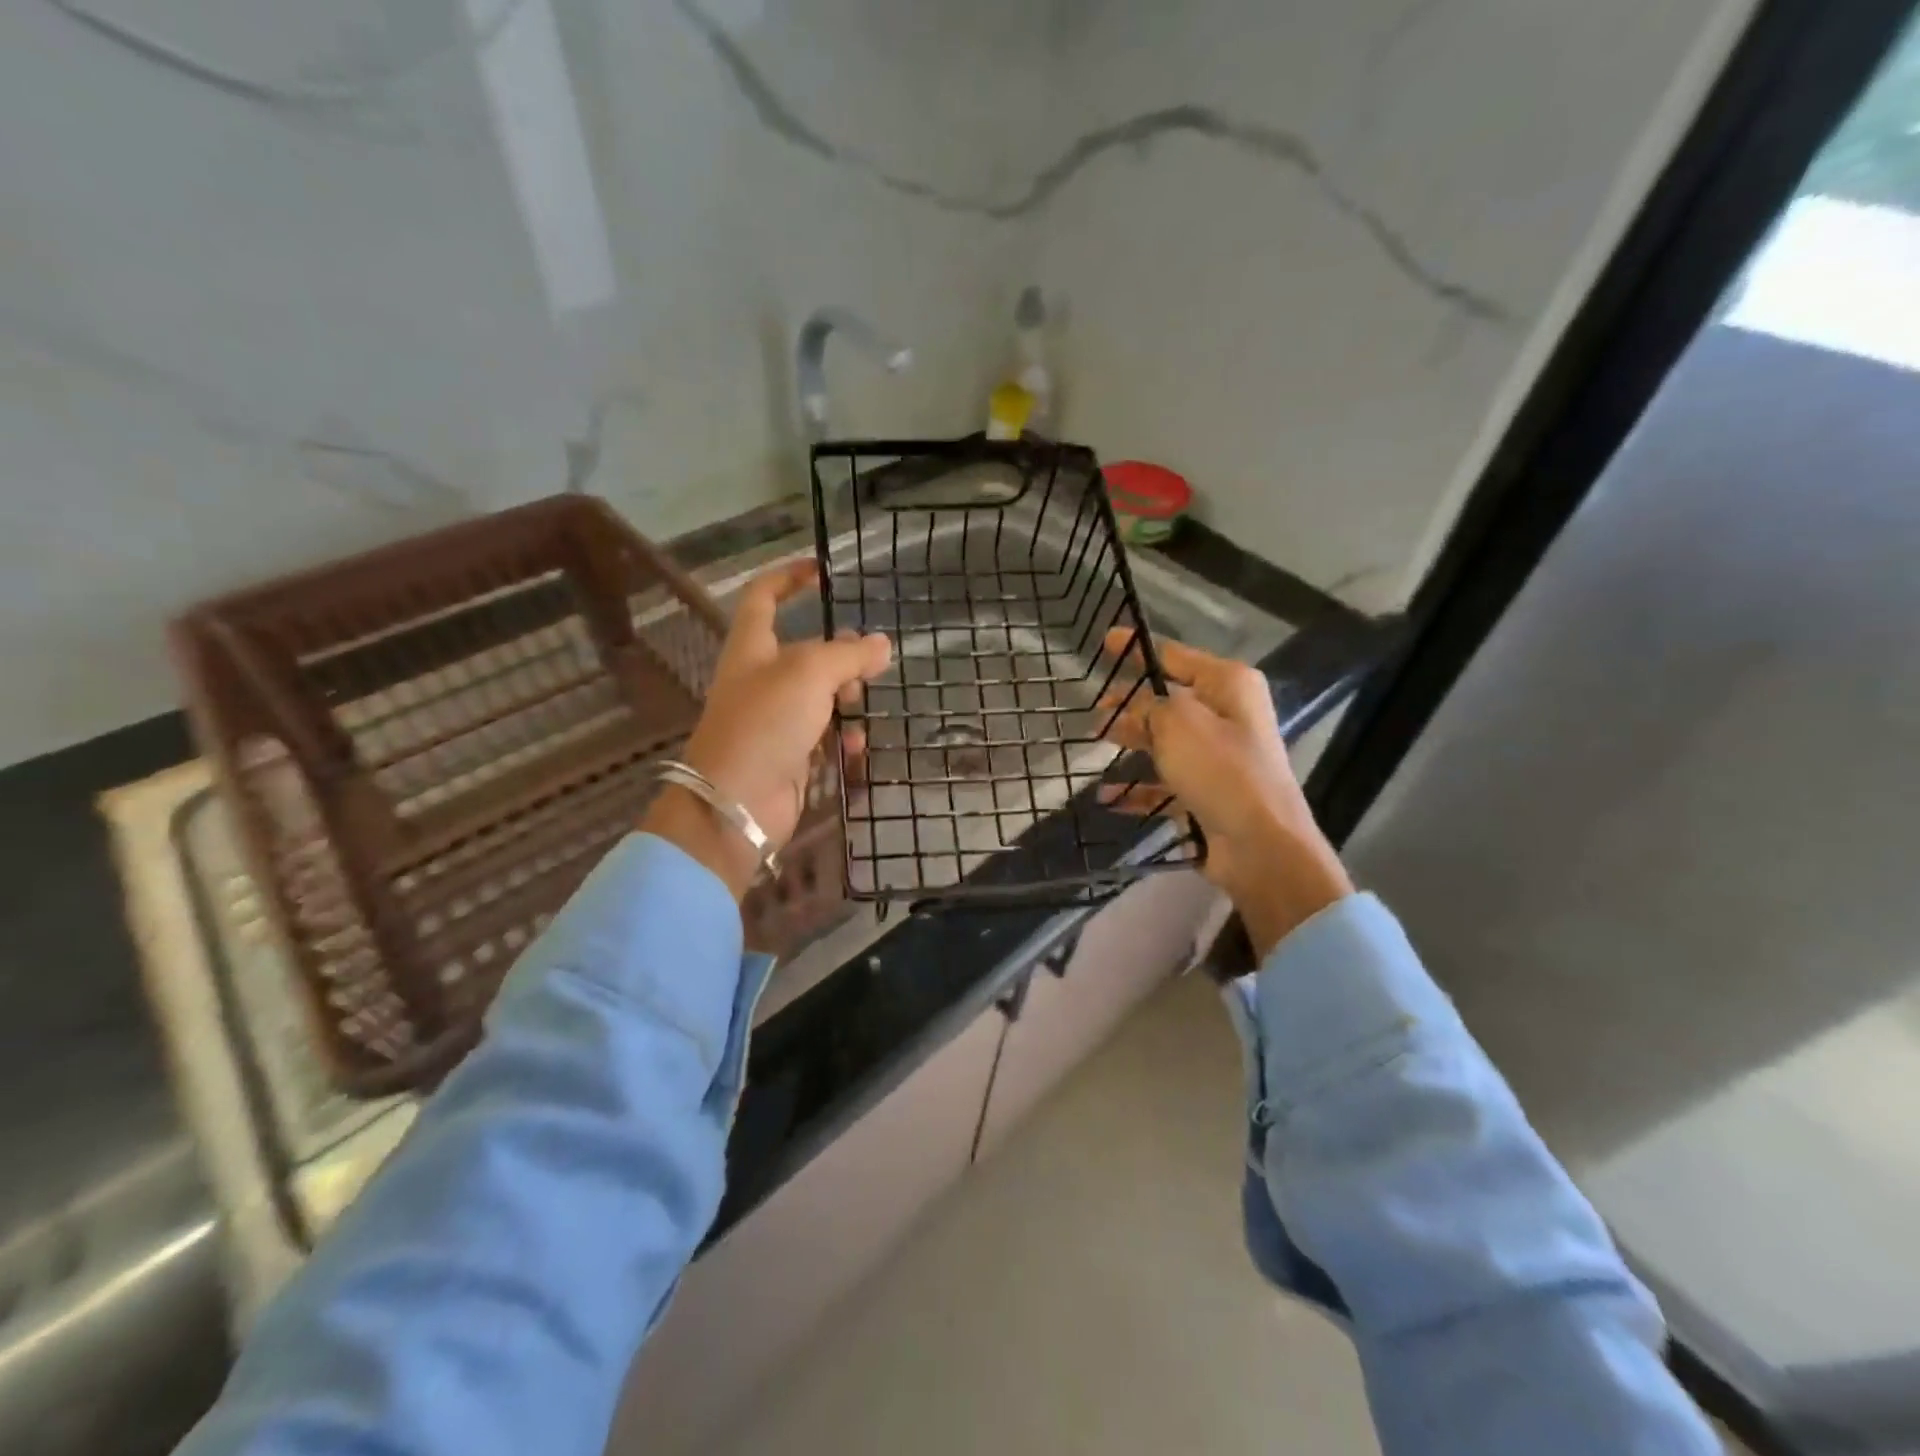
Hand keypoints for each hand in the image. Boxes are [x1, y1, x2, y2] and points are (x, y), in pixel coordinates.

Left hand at [641, 562, 891, 900]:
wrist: (737, 801)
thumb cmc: (766, 722)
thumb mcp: (810, 673)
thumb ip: (849, 654)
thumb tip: (881, 645)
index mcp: (751, 648)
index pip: (763, 597)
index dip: (788, 578)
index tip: (822, 572)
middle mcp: (760, 680)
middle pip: (804, 652)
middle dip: (839, 652)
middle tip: (868, 660)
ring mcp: (774, 720)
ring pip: (820, 696)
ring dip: (846, 698)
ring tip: (861, 703)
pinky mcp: (789, 756)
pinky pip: (823, 737)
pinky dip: (842, 738)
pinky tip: (856, 745)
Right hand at [1099, 628, 1352, 958]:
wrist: (1259, 844)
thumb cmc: (1220, 768)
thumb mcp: (1177, 722)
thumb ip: (1150, 706)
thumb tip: (1138, 709)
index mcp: (1228, 685)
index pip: (1174, 656)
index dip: (1138, 649)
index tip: (1106, 640)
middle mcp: (1226, 716)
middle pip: (1168, 700)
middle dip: (1130, 703)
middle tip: (1095, 707)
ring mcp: (1218, 758)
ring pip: (1164, 741)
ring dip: (1131, 742)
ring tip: (1094, 742)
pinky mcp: (1207, 794)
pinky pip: (1165, 784)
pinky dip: (1138, 789)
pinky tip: (1108, 797)